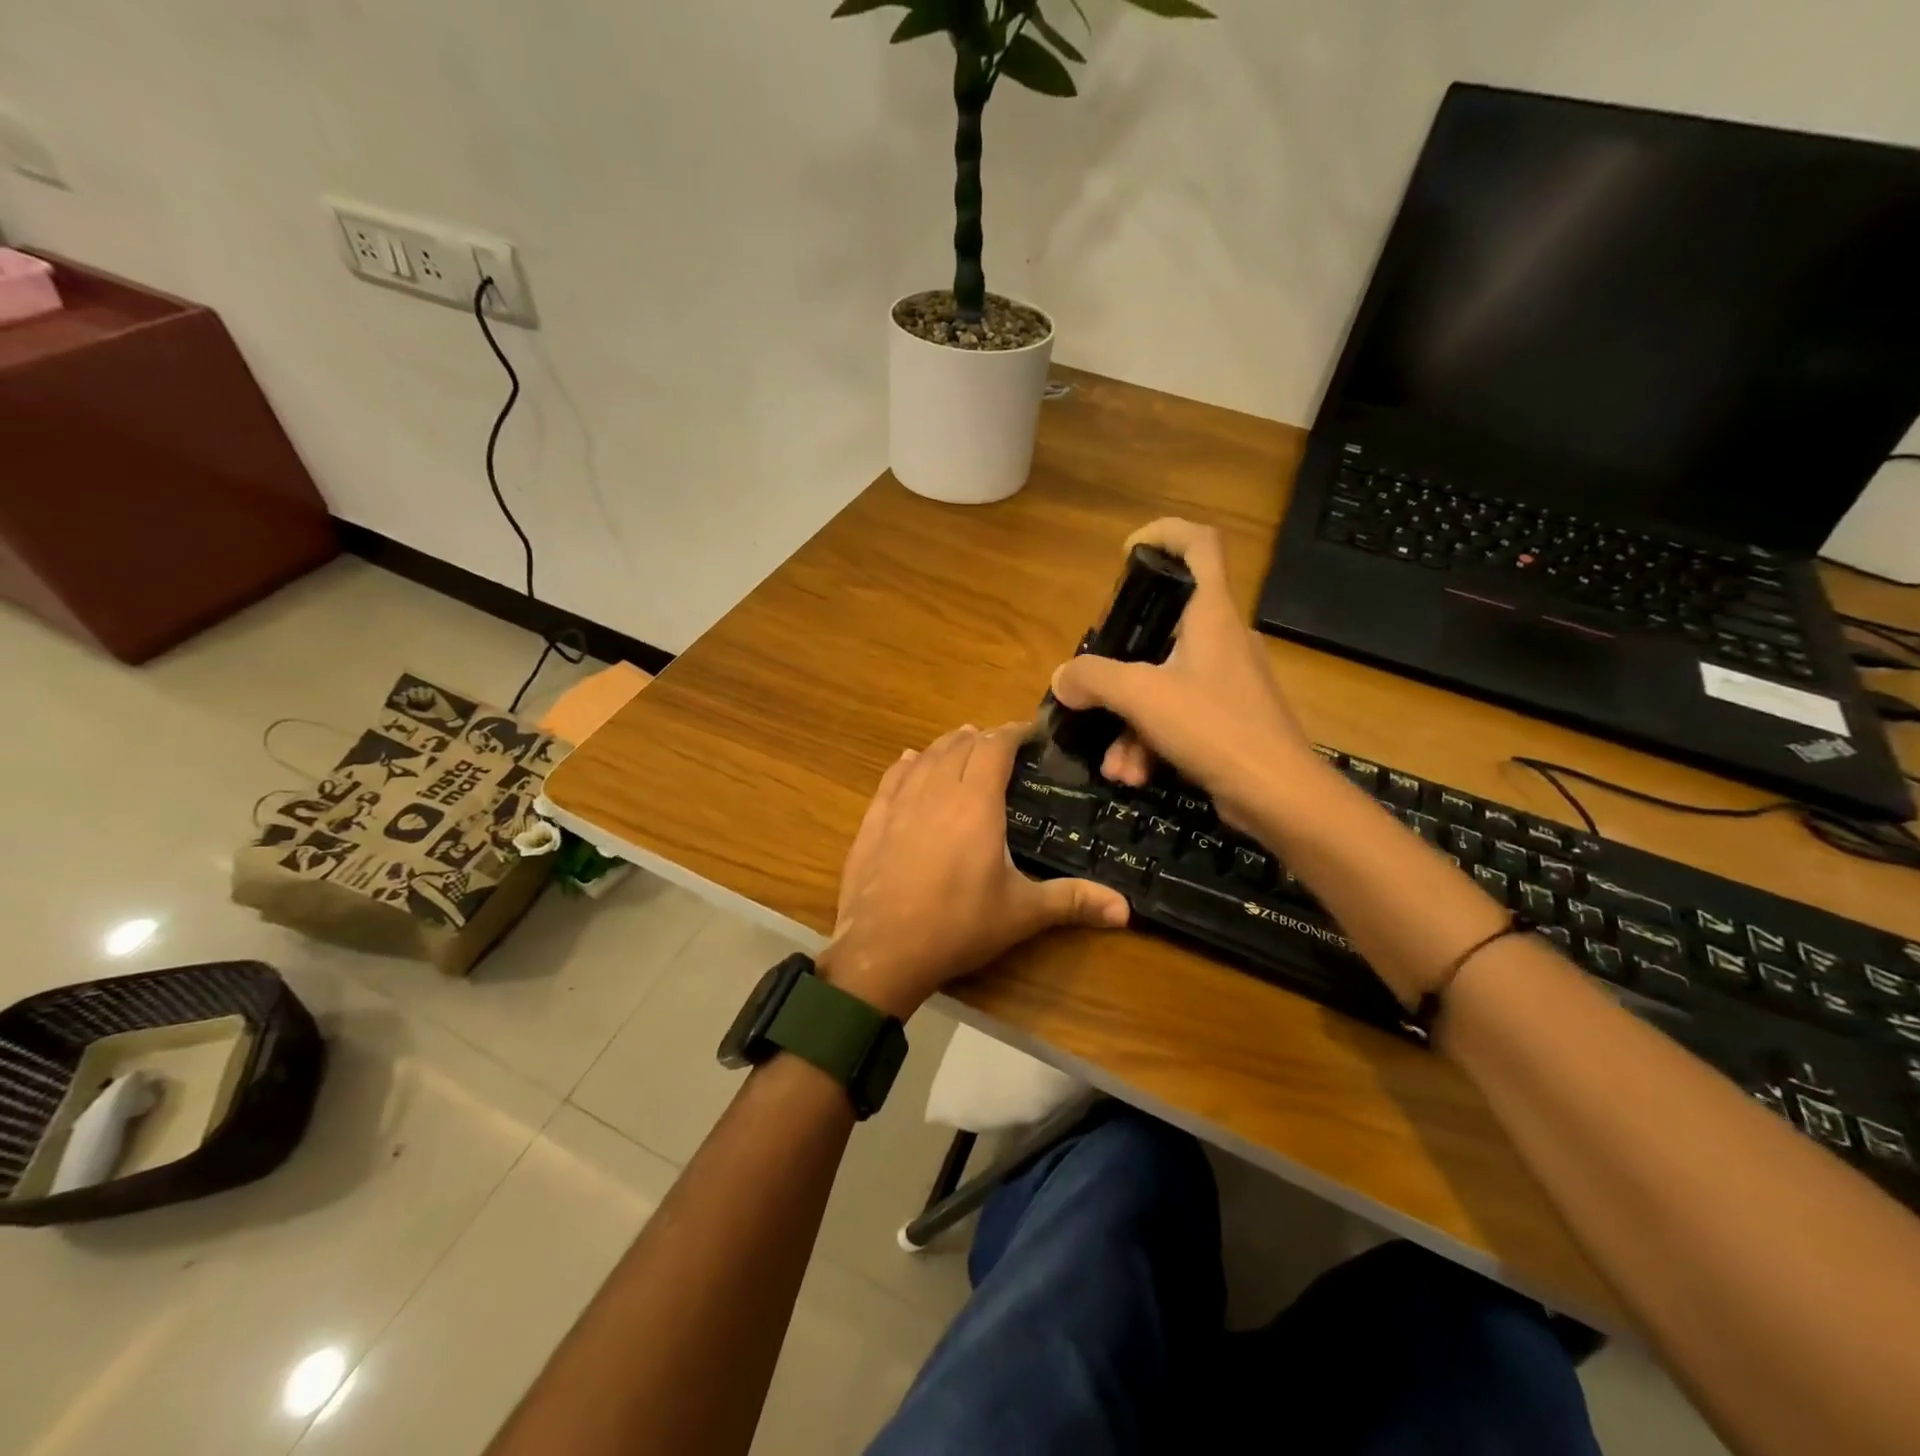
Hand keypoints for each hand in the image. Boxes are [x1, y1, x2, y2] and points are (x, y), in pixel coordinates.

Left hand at [819, 724, 1129, 1018]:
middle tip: (1002, 747)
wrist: (882, 949)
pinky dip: (910, 763)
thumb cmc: (958, 925)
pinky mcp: (874, 818)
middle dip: (984, 738)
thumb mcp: (1021, 913)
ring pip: (927, 755)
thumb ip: (1072, 901)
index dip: (1013, 732)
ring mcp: (900, 802)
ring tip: (964, 744)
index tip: (1030, 733)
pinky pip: (893, 775)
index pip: (996, 747)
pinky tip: (912, 761)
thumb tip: (1126, 909)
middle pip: (961, 744)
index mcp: (976, 801)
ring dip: (949, 745)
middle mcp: (937, 789)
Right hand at [1050, 518, 1314, 829]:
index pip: (1200, 544)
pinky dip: (1151, 743)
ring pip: (1163, 686)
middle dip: (1119, 671)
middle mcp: (1222, 640)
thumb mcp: (1142, 697)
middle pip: (1162, 630)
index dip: (1165, 534)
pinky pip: (1177, 717)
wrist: (1278, 796)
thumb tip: (1062, 679)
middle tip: (1094, 688)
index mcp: (1212, 614)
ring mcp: (1227, 682)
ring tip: (1114, 765)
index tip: (1127, 554)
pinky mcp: (1229, 720)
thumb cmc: (1214, 727)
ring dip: (1129, 725)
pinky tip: (1134, 776)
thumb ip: (1094, 679)